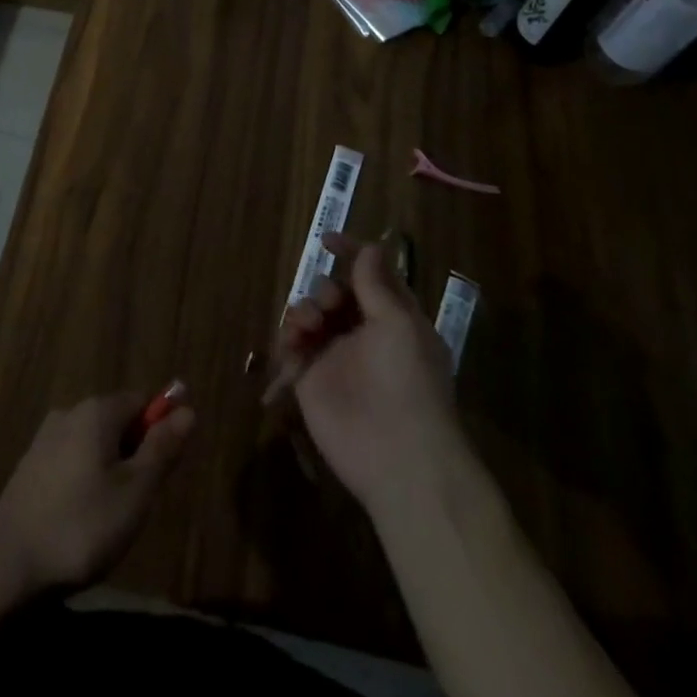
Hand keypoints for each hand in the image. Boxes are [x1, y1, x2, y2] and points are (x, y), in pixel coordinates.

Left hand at [0, 392, 193, 596]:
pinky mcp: (29, 467)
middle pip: (118, 422)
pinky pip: (71, 463)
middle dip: (134, 456)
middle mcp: (70, 412)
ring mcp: (45, 439)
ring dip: (110, 473)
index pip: (143, 401)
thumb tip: (188, 409)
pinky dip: (84, 484)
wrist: (6, 568)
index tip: (160, 475)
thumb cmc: (81, 527)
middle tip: (136, 504)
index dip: (159, 432)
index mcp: (97, 410)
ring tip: (108, 521)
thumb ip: (162, 448)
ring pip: (94, 445)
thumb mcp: (135, 492)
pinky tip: (80, 523)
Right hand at [277, 234, 470, 513]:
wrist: (396, 456)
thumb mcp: (398, 324)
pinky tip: (294, 342)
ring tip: (309, 325)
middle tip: (330, 304)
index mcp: (393, 317)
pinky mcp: (310, 379)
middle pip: (334, 292)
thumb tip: (369, 245)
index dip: (351, 253)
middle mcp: (362, 332)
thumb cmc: (408, 381)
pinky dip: (288, 335)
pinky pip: (291, 345)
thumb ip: (376, 284)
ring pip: (309, 314)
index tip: (326, 240)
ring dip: (305, 309)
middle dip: (326, 288)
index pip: (370, 274)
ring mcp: (334, 356)